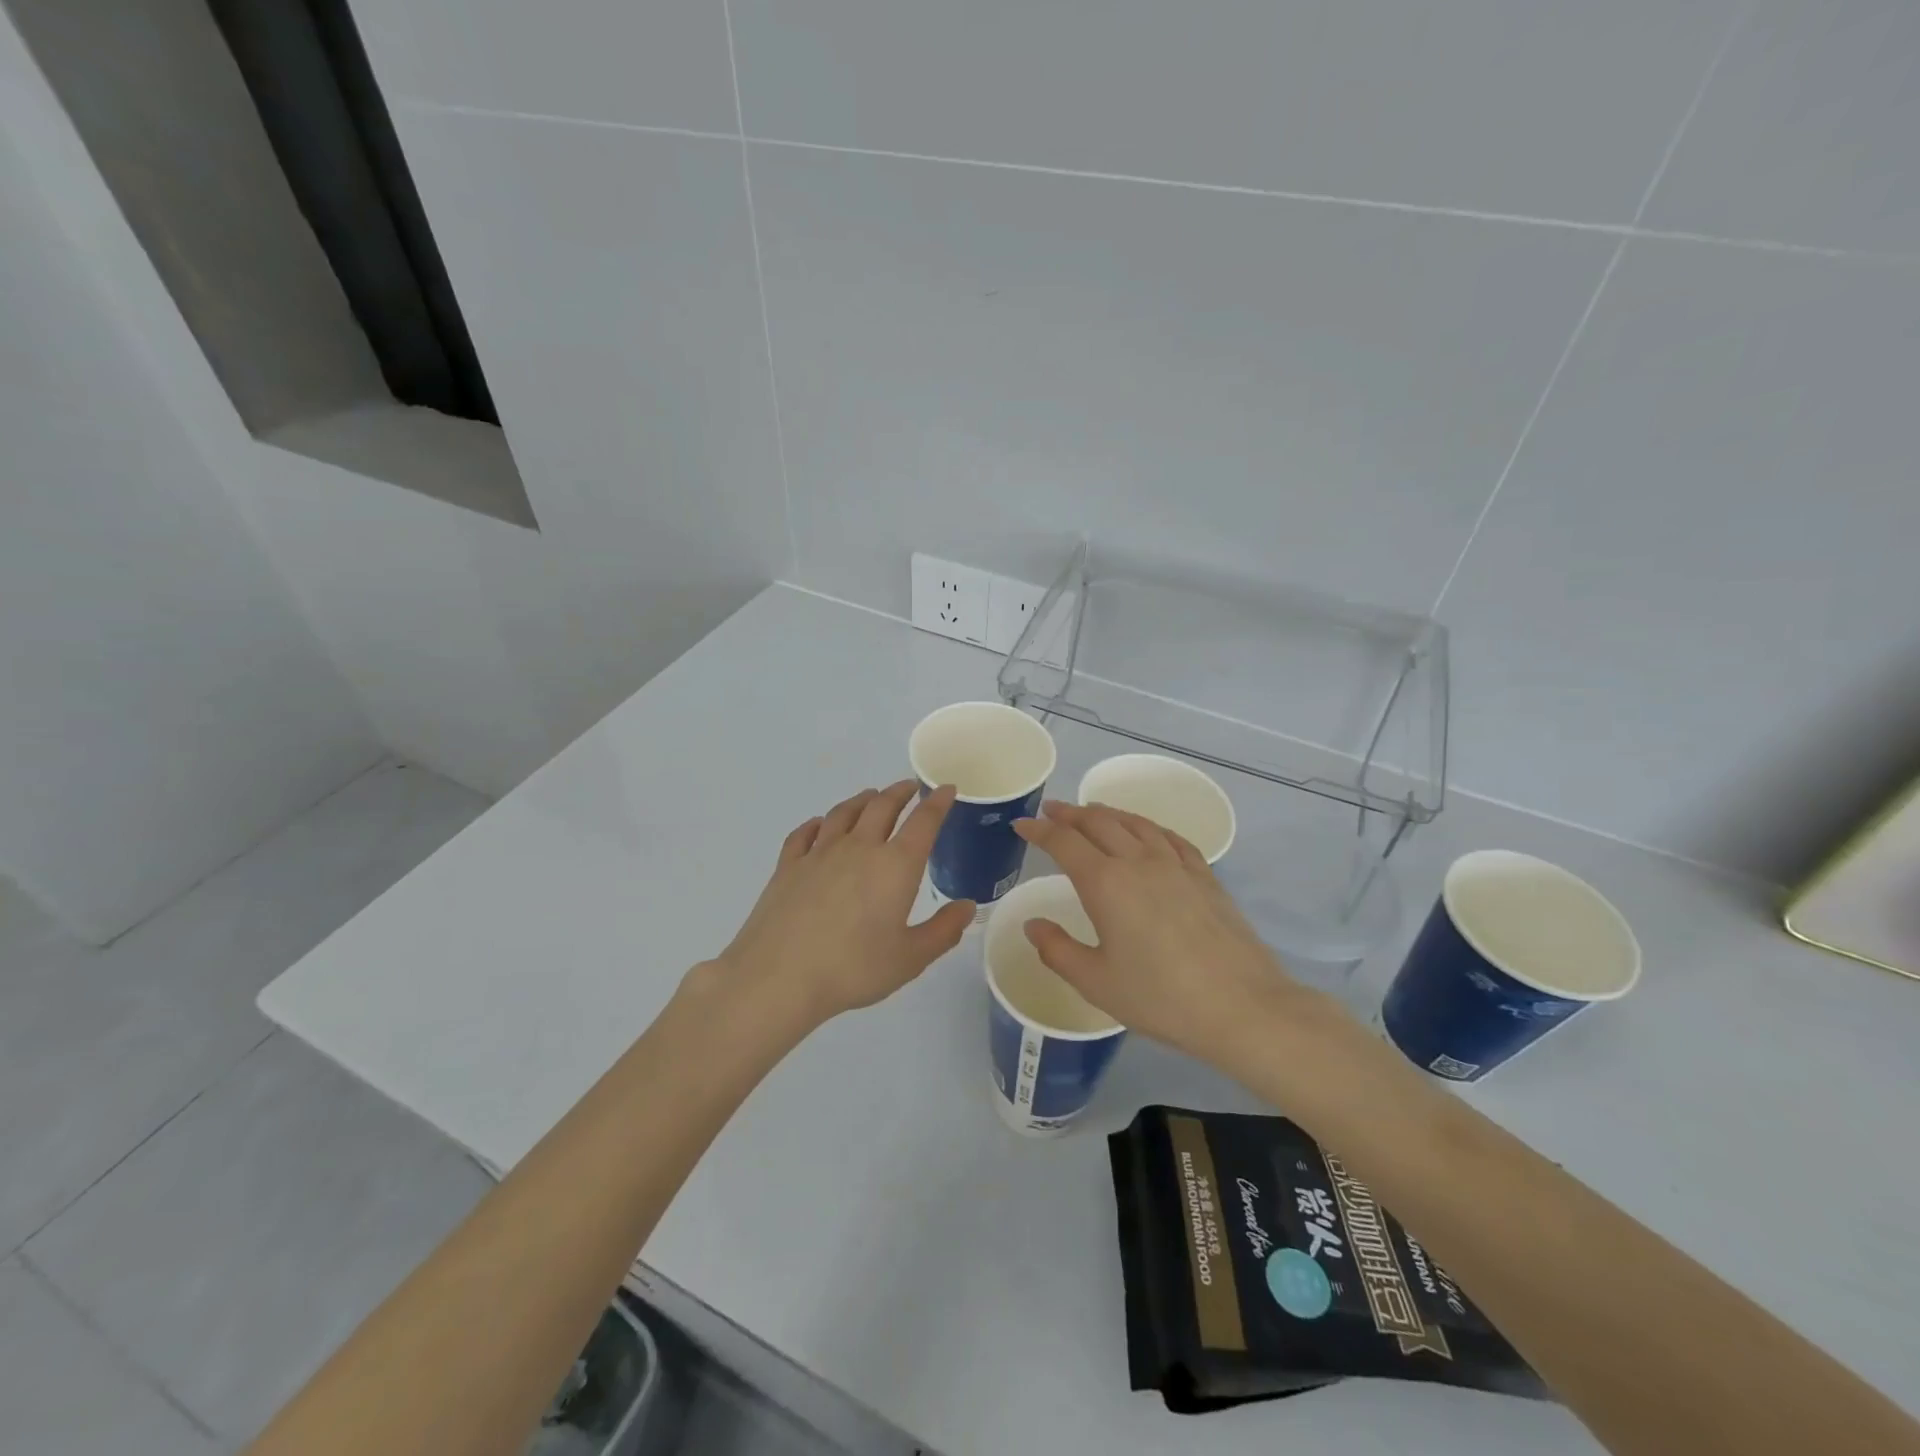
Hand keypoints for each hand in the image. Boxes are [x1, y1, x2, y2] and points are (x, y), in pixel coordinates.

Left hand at [710, 781, 974, 1026]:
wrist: (778, 977)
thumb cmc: (853, 969)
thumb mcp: (910, 958)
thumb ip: (943, 931)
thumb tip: (967, 907)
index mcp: (895, 866)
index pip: (923, 822)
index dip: (938, 803)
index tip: (946, 789)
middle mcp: (859, 848)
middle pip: (882, 806)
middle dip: (899, 792)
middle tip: (909, 787)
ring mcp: (819, 853)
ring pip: (844, 812)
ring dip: (862, 800)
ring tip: (871, 797)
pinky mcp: (788, 865)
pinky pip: (805, 832)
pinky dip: (818, 823)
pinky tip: (820, 825)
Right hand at [1013, 801, 1304, 1057]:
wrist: (1241, 1006)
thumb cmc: (1161, 998)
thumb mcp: (1096, 982)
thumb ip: (1058, 950)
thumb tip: (1033, 925)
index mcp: (1106, 883)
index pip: (1064, 843)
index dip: (1039, 830)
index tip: (1022, 824)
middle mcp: (1139, 862)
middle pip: (1099, 823)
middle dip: (1071, 814)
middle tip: (1052, 811)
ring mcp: (1176, 866)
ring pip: (1136, 823)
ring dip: (1108, 813)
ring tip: (1093, 812)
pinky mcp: (1205, 877)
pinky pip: (1171, 838)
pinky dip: (1150, 827)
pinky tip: (1148, 833)